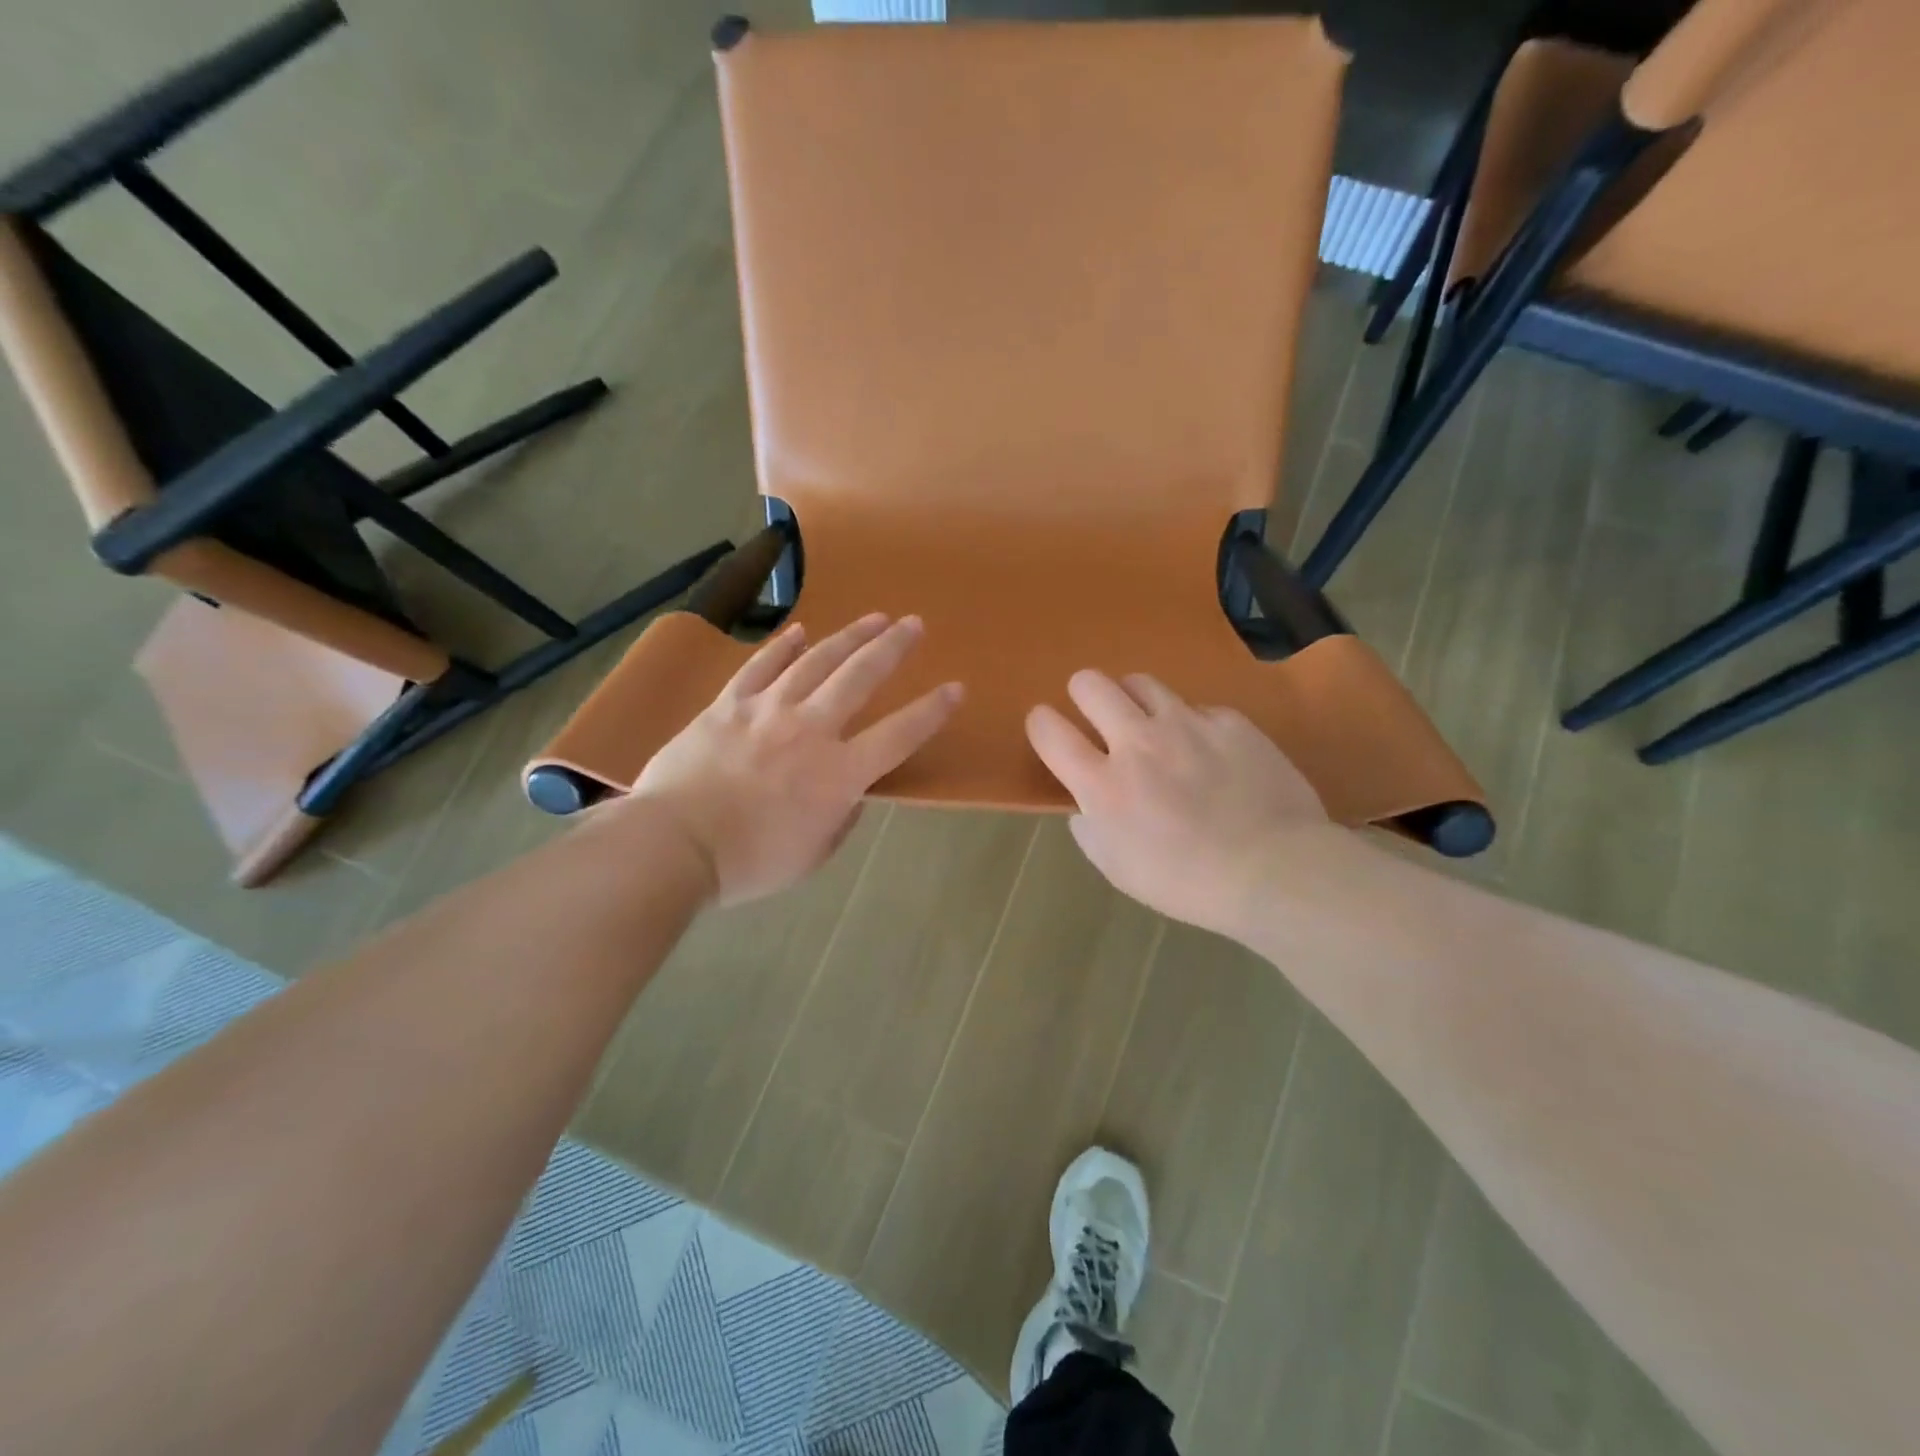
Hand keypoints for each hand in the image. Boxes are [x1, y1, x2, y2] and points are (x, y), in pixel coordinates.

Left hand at [630, 614, 961, 905]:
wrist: (673, 845)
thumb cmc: (749, 862)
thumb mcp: (811, 856)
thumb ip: (840, 820)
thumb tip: (851, 794)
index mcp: (839, 774)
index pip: (899, 734)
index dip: (932, 710)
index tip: (955, 688)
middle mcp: (811, 730)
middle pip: (860, 677)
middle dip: (893, 647)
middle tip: (914, 624)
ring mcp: (768, 710)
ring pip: (816, 661)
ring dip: (849, 637)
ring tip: (873, 618)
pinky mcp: (729, 704)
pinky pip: (761, 666)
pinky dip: (783, 647)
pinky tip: (800, 631)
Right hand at [1026, 670, 1327, 937]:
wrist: (1276, 871)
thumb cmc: (1188, 882)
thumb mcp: (1119, 870)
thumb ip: (1091, 830)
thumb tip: (1086, 805)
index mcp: (1103, 784)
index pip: (1048, 730)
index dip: (1041, 724)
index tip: (1049, 729)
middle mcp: (1137, 742)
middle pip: (1090, 684)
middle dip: (1083, 694)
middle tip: (1097, 717)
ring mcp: (1186, 725)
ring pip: (1140, 682)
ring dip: (1134, 700)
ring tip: (1149, 723)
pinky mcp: (1229, 721)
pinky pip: (1196, 708)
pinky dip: (1191, 724)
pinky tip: (1208, 751)